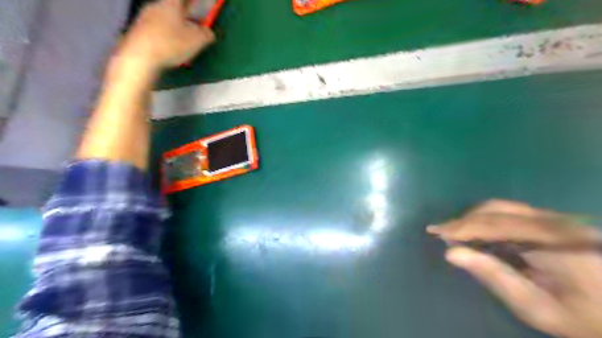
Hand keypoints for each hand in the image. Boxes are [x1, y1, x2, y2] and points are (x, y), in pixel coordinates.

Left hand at [116, 0, 214, 71]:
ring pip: (164, 19)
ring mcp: (144, 18)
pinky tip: (170, 49)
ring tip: (183, 41)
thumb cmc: (171, 44)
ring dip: (175, 27)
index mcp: (170, 3)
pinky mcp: (138, 32)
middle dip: (184, 15)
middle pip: (172, 7)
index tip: (198, 7)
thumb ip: (207, 34)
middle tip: (194, 26)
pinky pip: (156, 30)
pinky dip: (166, 36)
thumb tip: (209, 32)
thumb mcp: (197, 40)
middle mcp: (155, 6)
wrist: (140, 57)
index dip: (192, 3)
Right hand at [431, 200, 601, 337]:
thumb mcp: (535, 307)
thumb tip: (451, 253)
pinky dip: (487, 220)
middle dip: (464, 220)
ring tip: (454, 232)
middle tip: (441, 233)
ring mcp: (557, 219)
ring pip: (502, 207)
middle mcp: (556, 222)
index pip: (495, 225)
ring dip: (473, 218)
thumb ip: (493, 276)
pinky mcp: (555, 222)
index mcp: (555, 242)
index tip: (435, 232)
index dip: (461, 227)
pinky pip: (511, 213)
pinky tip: (476, 232)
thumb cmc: (582, 319)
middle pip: (496, 210)